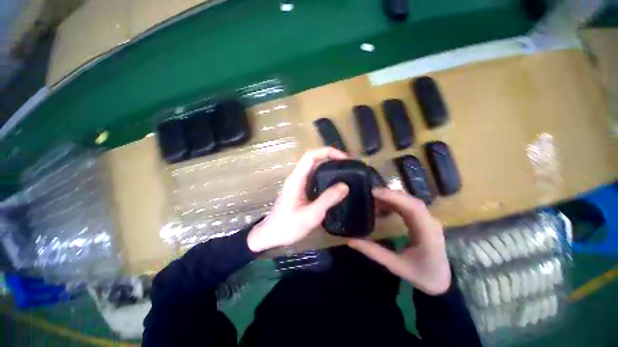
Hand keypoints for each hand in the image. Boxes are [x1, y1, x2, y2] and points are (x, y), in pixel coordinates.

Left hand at [247, 147, 349, 252]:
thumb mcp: (309, 215)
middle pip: (314, 159)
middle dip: (331, 158)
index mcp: (296, 179)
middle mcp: (297, 178)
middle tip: (348, 165)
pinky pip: (315, 178)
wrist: (271, 235)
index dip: (327, 152)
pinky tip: (335, 185)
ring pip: (314, 168)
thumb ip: (327, 200)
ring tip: (345, 172)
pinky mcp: (301, 190)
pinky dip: (326, 177)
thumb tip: (344, 186)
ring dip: (329, 166)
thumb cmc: (287, 226)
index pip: (310, 156)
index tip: (344, 158)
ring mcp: (298, 184)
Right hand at [348, 189, 450, 294]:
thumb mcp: (395, 265)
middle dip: (389, 195)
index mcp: (427, 233)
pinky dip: (394, 202)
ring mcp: (428, 219)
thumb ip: (373, 252)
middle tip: (369, 194)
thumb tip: (350, 240)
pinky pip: (408, 205)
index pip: (413, 208)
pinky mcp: (423, 219)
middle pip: (410, 200)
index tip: (374, 193)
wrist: (440, 280)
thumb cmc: (420, 275)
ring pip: (409, 201)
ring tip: (373, 198)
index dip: (394, 197)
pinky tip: (383, 204)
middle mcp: (430, 222)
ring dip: (391, 197)